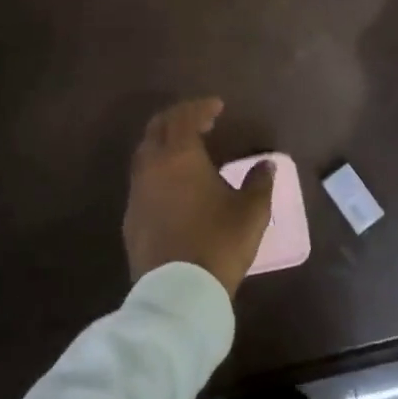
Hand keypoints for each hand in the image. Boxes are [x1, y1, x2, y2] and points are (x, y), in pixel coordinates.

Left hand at [124, 98, 274, 298]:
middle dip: (178, 118)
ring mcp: (137, 191)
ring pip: (145, 152)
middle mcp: (152, 165)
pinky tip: (173, 184)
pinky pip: (142, 179)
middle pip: (157, 127)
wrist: (177, 292)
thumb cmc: (218, 242)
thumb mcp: (251, 212)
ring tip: (187, 148)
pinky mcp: (130, 217)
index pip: (185, 117)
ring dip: (164, 142)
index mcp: (179, 155)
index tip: (217, 106)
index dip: (201, 107)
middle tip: (200, 119)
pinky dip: (157, 168)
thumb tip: (266, 164)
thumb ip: (259, 182)